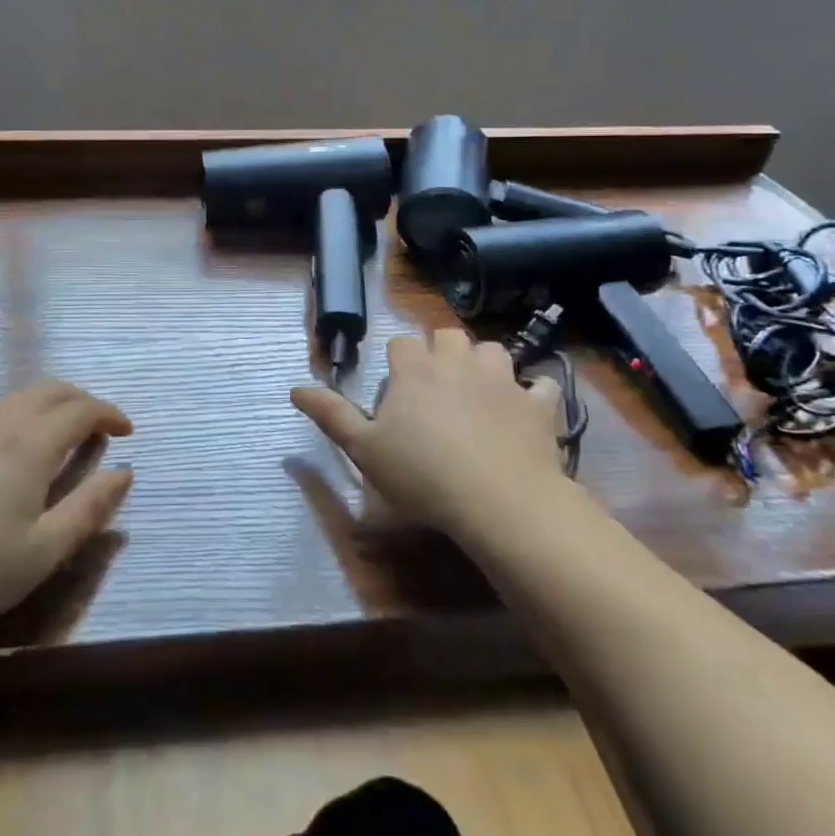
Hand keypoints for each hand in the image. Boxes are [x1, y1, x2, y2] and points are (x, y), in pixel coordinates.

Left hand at [0, 379, 133, 641]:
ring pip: (21, 397)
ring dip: (53, 404)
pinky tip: (21, 451)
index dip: (110, 414)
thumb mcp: (45, 550)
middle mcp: (2, 425)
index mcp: (31, 445)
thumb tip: (124, 473)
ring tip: (67, 436)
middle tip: (101, 428)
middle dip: (83, 400)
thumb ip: (89, 507)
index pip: (81, 409)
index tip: (127, 431)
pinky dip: (26, 414)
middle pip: (51, 389)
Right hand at [292, 329, 563, 543]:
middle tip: (436, 386)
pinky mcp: (537, 404)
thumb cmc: (421, 474)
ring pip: (493, 350)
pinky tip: (527, 409)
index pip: (401, 343)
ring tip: (480, 391)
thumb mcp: (364, 449)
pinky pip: (540, 385)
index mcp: (415, 369)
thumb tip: (294, 388)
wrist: (498, 500)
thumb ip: (330, 415)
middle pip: (448, 335)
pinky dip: (533, 393)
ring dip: (485, 363)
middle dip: (441, 351)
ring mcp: (502, 379)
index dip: (398, 362)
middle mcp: (457, 362)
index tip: (397, 390)